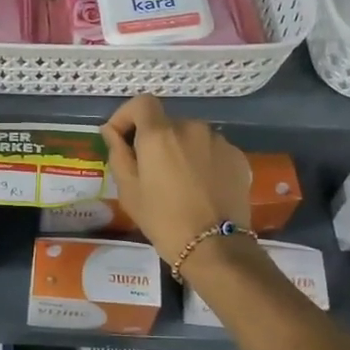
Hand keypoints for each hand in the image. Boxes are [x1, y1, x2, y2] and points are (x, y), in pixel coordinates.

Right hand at [101, 95, 250, 261]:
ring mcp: (218, 140)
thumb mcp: (129, 190)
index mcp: (160, 134)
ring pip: (191, 137)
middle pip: (166, 123)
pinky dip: (203, 161)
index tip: (120, 137)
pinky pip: (212, 150)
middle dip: (155, 141)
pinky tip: (202, 188)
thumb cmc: (163, 219)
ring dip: (181, 150)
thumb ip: (118, 153)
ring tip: (179, 182)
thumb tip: (111, 131)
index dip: (127, 115)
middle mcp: (191, 127)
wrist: (215, 247)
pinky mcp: (238, 156)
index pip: (141, 103)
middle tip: (150, 172)